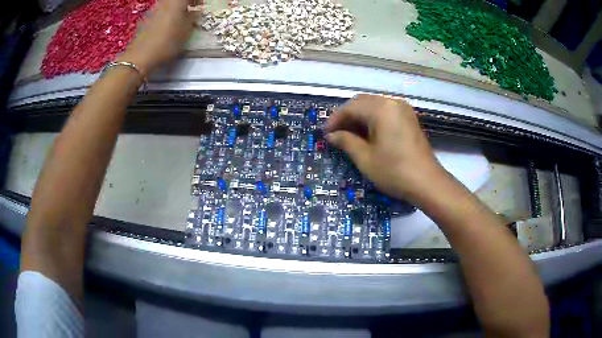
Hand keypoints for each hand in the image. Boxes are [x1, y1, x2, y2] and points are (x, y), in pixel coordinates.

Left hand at [118, 0, 199, 76]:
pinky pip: (158, 12)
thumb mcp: (186, 31)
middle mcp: (164, 2)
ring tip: (178, 19)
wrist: (139, 57)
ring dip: (174, 8)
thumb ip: (192, 17)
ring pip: (166, 4)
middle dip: (184, 3)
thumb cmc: (166, 43)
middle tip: (190, 10)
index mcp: (176, 1)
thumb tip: (194, 11)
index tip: (200, 6)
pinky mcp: (144, 19)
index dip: (197, 0)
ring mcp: (152, 9)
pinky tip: (165, 27)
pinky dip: (164, 15)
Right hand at [325, 94, 444, 203]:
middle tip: (335, 133)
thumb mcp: (365, 158)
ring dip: (359, 117)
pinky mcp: (408, 118)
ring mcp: (403, 109)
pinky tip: (366, 133)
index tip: (325, 133)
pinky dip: (373, 119)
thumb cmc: (394, 171)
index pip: (351, 107)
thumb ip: (346, 141)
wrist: (427, 183)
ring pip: (374, 106)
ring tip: (349, 134)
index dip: (335, 119)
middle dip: (347, 116)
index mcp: (381, 108)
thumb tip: (331, 135)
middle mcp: (392, 102)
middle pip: (362, 103)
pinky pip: (385, 112)